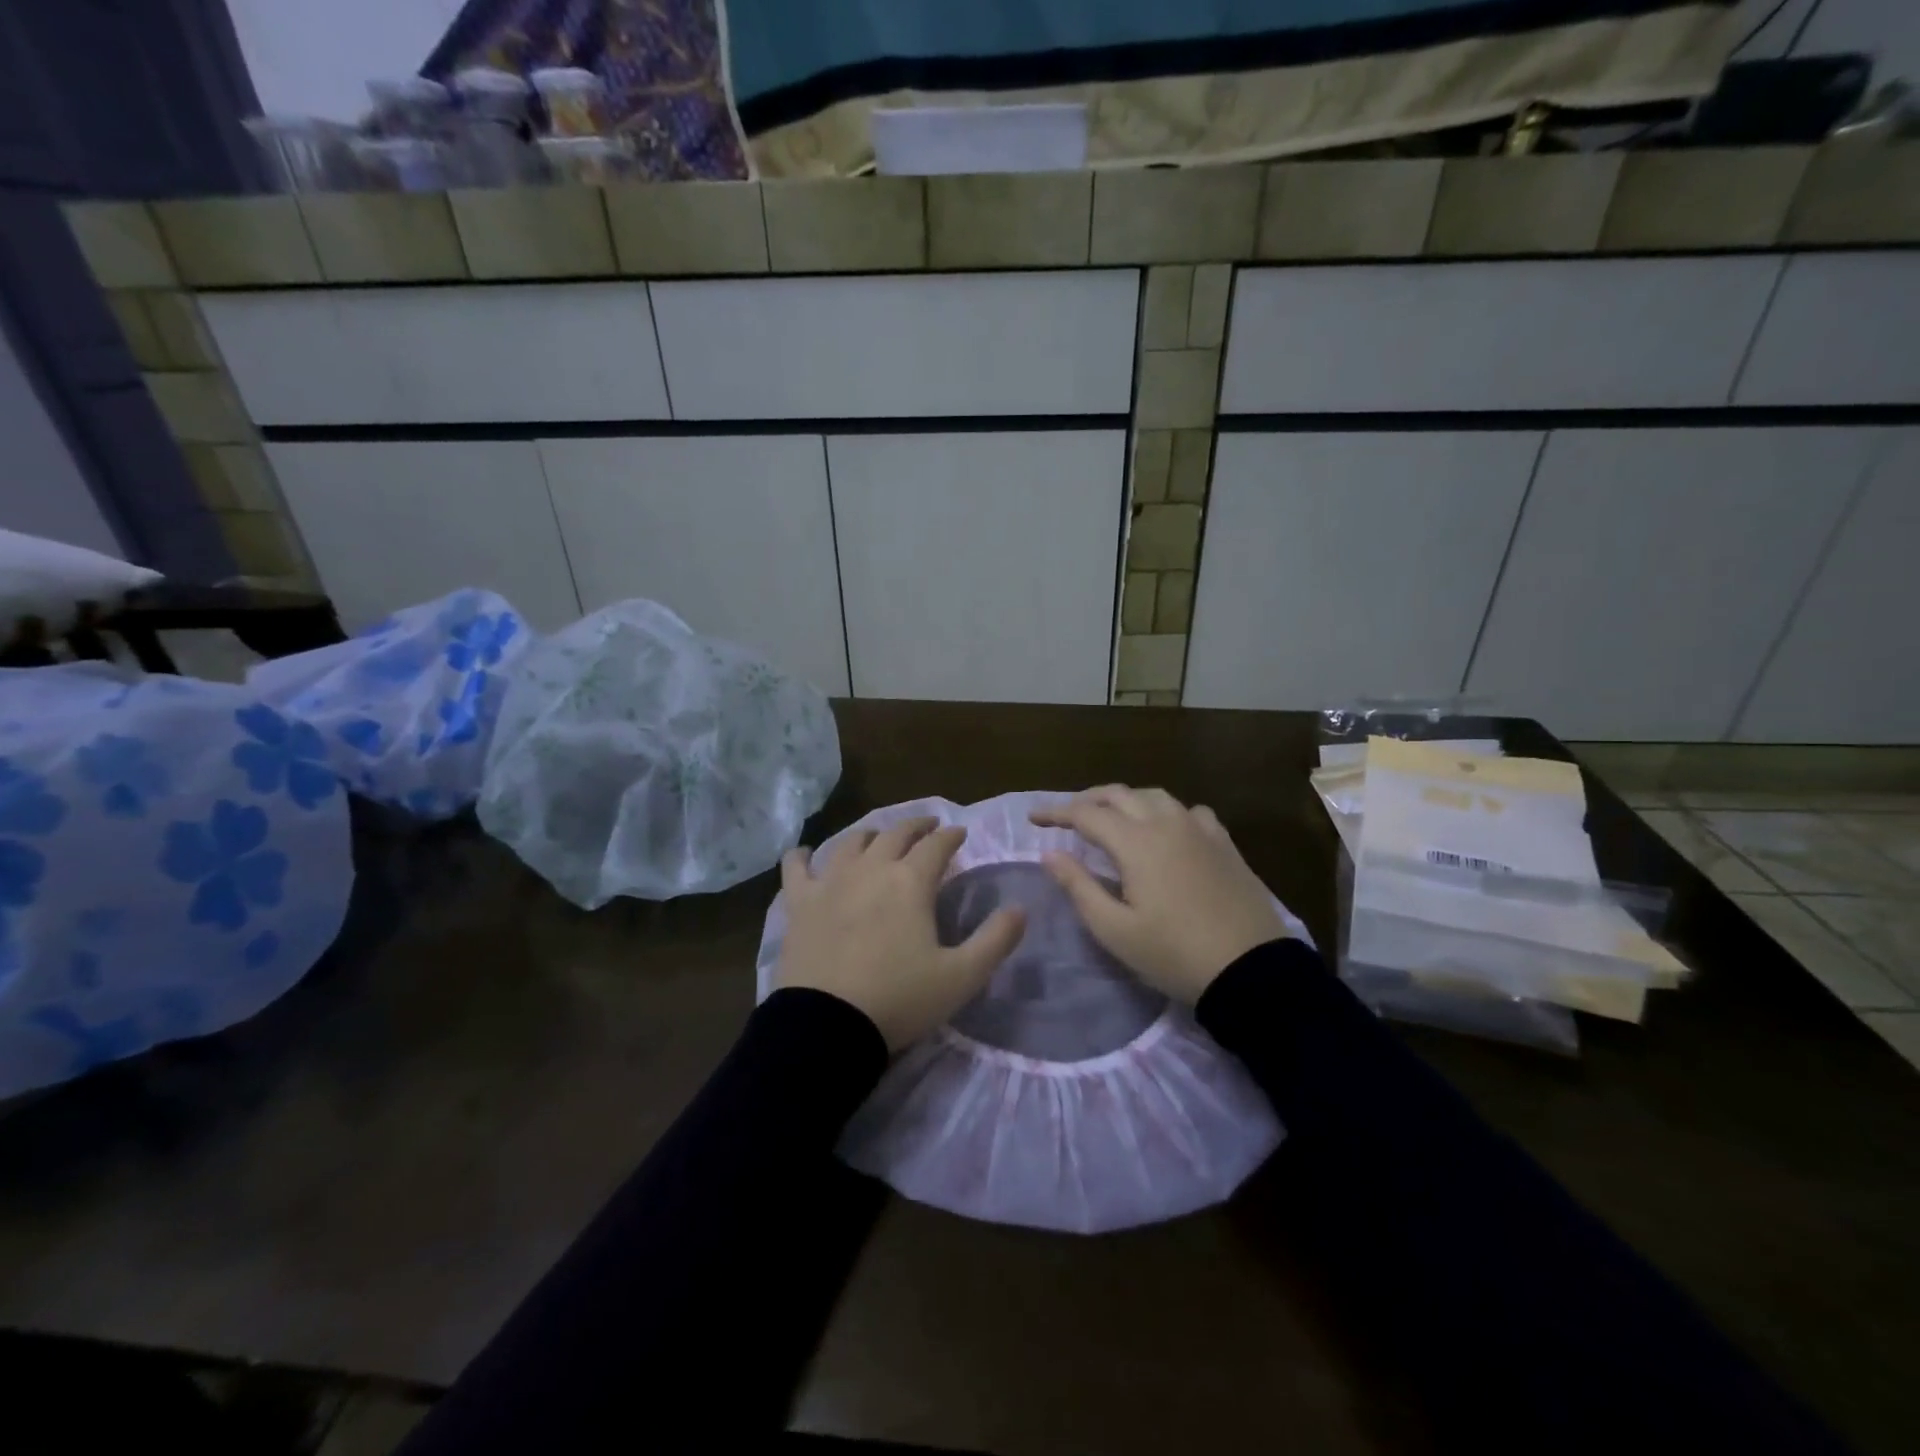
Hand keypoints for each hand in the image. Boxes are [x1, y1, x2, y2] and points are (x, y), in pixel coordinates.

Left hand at [775, 817, 1026, 1052]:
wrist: (827, 1026)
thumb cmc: (899, 999)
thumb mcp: (962, 977)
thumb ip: (996, 939)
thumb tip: (1020, 908)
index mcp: (910, 882)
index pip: (937, 845)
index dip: (951, 836)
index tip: (960, 833)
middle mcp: (871, 869)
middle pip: (895, 834)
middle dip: (917, 827)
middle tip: (928, 827)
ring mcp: (830, 882)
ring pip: (852, 842)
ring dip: (871, 835)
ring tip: (878, 838)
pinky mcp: (799, 902)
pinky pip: (796, 867)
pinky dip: (801, 856)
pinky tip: (803, 854)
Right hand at [1031, 786, 1292, 1004]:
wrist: (1251, 970)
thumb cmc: (1174, 953)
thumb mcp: (1115, 929)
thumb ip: (1079, 886)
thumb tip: (1050, 854)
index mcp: (1136, 842)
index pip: (1086, 814)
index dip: (1056, 813)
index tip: (1034, 819)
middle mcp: (1167, 823)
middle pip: (1119, 794)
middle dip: (1087, 800)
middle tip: (1066, 815)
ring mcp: (1200, 829)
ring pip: (1154, 796)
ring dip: (1125, 799)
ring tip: (1111, 816)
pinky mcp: (1224, 842)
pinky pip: (1189, 811)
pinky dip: (1165, 811)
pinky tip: (1166, 828)